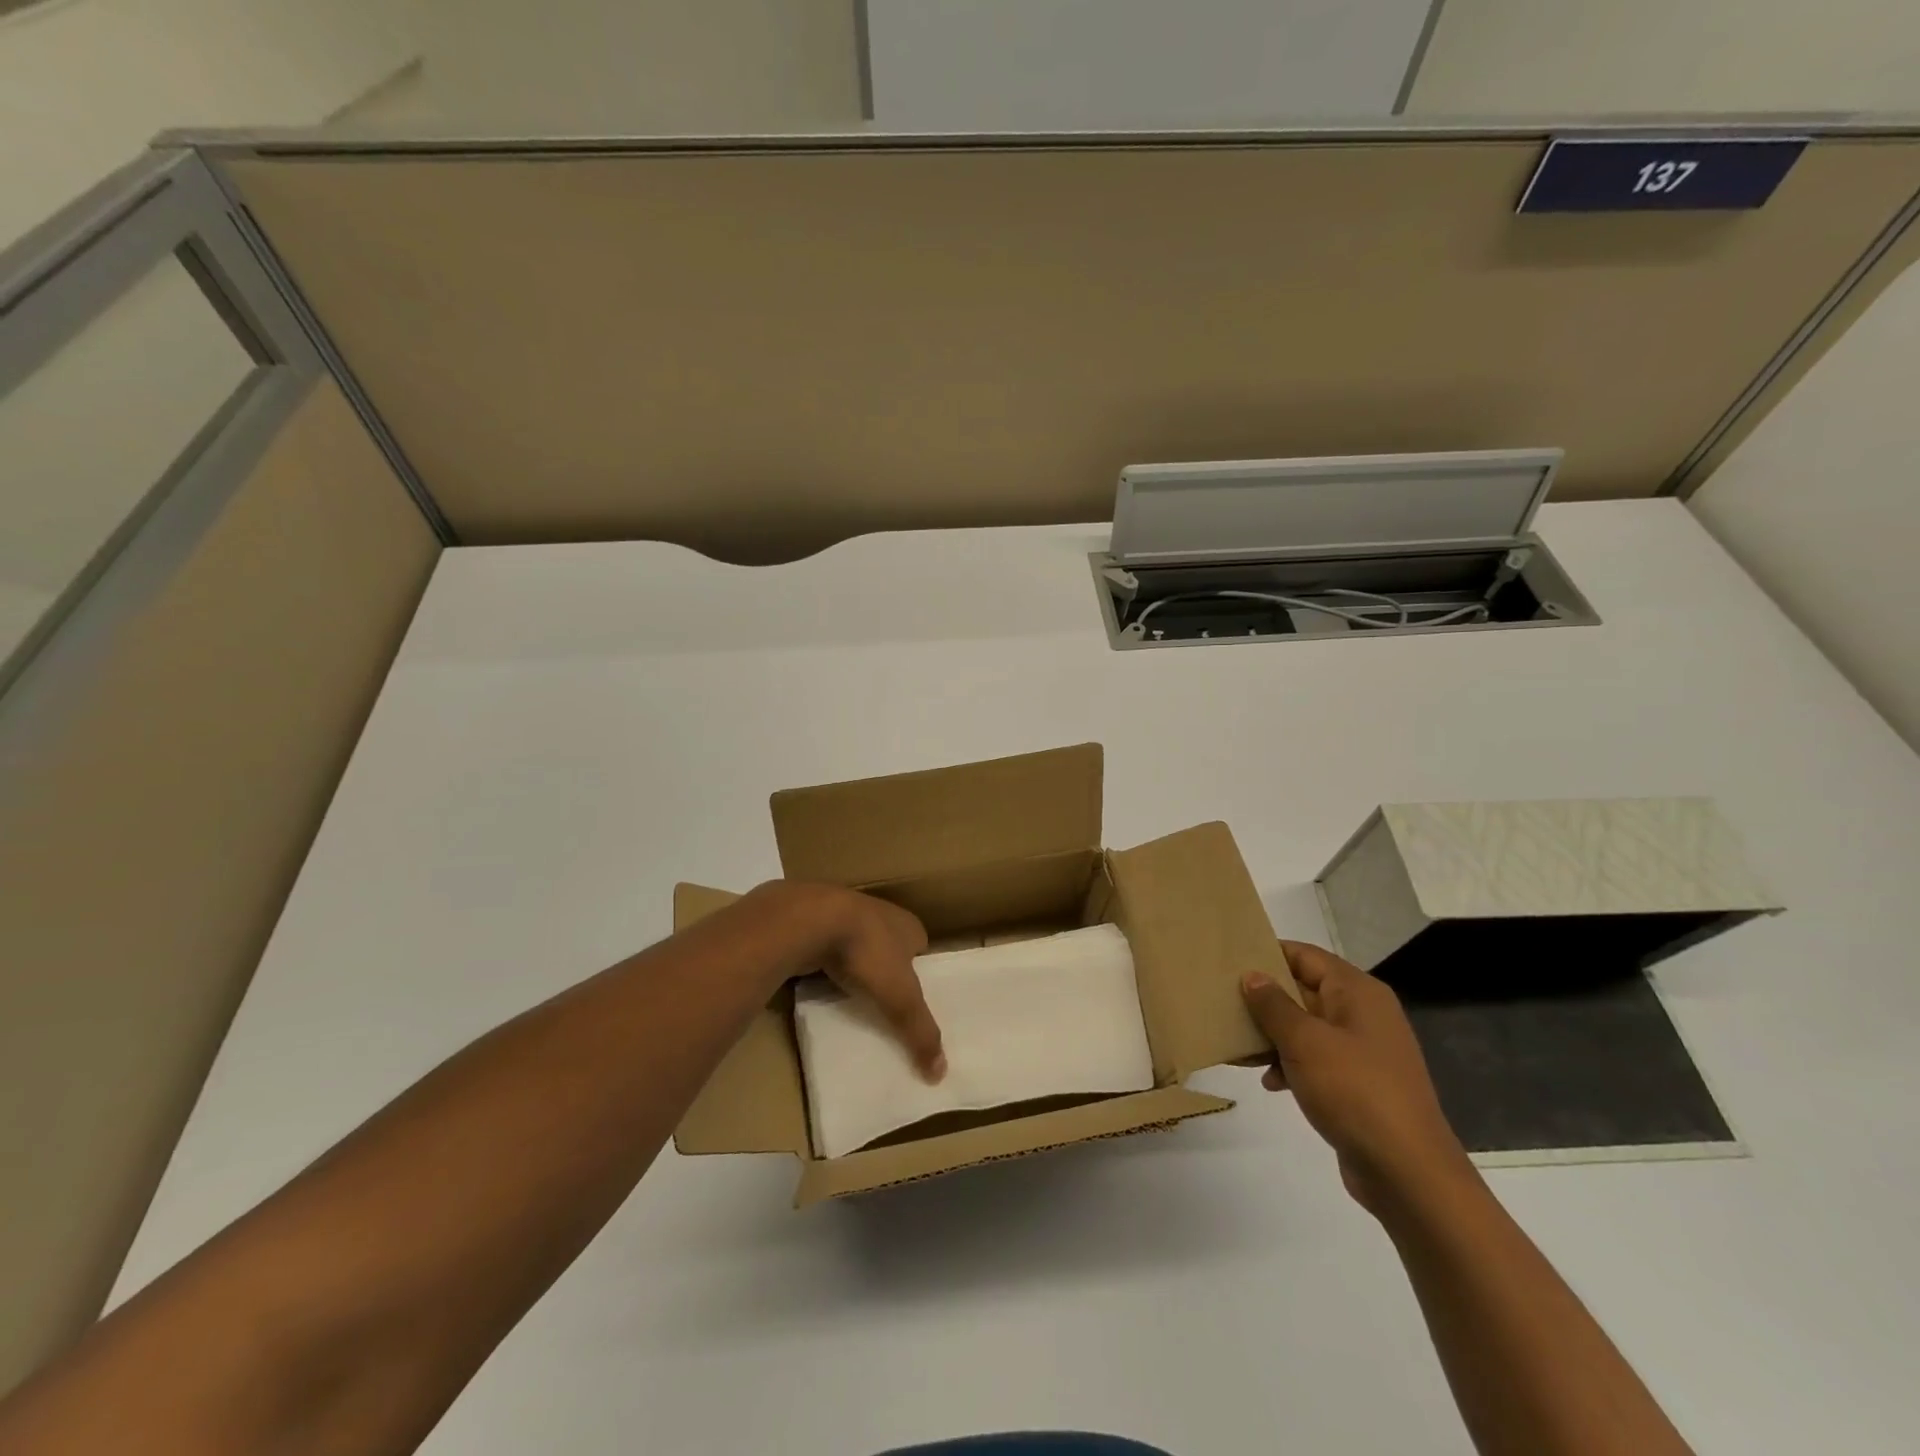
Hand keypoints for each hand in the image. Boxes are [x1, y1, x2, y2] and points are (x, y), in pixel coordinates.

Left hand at [745, 881, 946, 1080]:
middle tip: (882, 1002)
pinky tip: (823, 983)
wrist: (810, 920)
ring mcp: (846, 913)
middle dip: (886, 969)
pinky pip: (828, 947)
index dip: (918, 972)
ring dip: (856, 965)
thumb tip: (941, 1073)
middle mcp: (881, 913)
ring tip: (853, 997)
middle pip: (890, 946)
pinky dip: (828, 963)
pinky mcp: (815, 921)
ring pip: (858, 946)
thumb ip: (921, 1032)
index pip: (920, 949)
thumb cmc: (867, 952)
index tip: (911, 999)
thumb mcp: (901, 998)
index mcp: (909, 924)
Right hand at [1242, 940, 1472, 1216]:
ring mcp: (1364, 1050)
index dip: (1268, 953)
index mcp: (1357, 992)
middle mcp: (1364, 1014)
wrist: (1408, 1172)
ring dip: (1273, 1035)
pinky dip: (1291, 1064)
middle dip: (1264, 999)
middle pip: (1304, 990)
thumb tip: (1252, 975)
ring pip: (1306, 1027)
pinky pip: (1316, 1059)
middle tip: (1222, 1001)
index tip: (1228, 959)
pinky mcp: (1359, 1084)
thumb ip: (1273, 1005)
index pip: (1305, 956)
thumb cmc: (1354, 1091)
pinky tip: (1269, 1082)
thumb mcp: (1304, 1042)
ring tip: (1237, 1044)